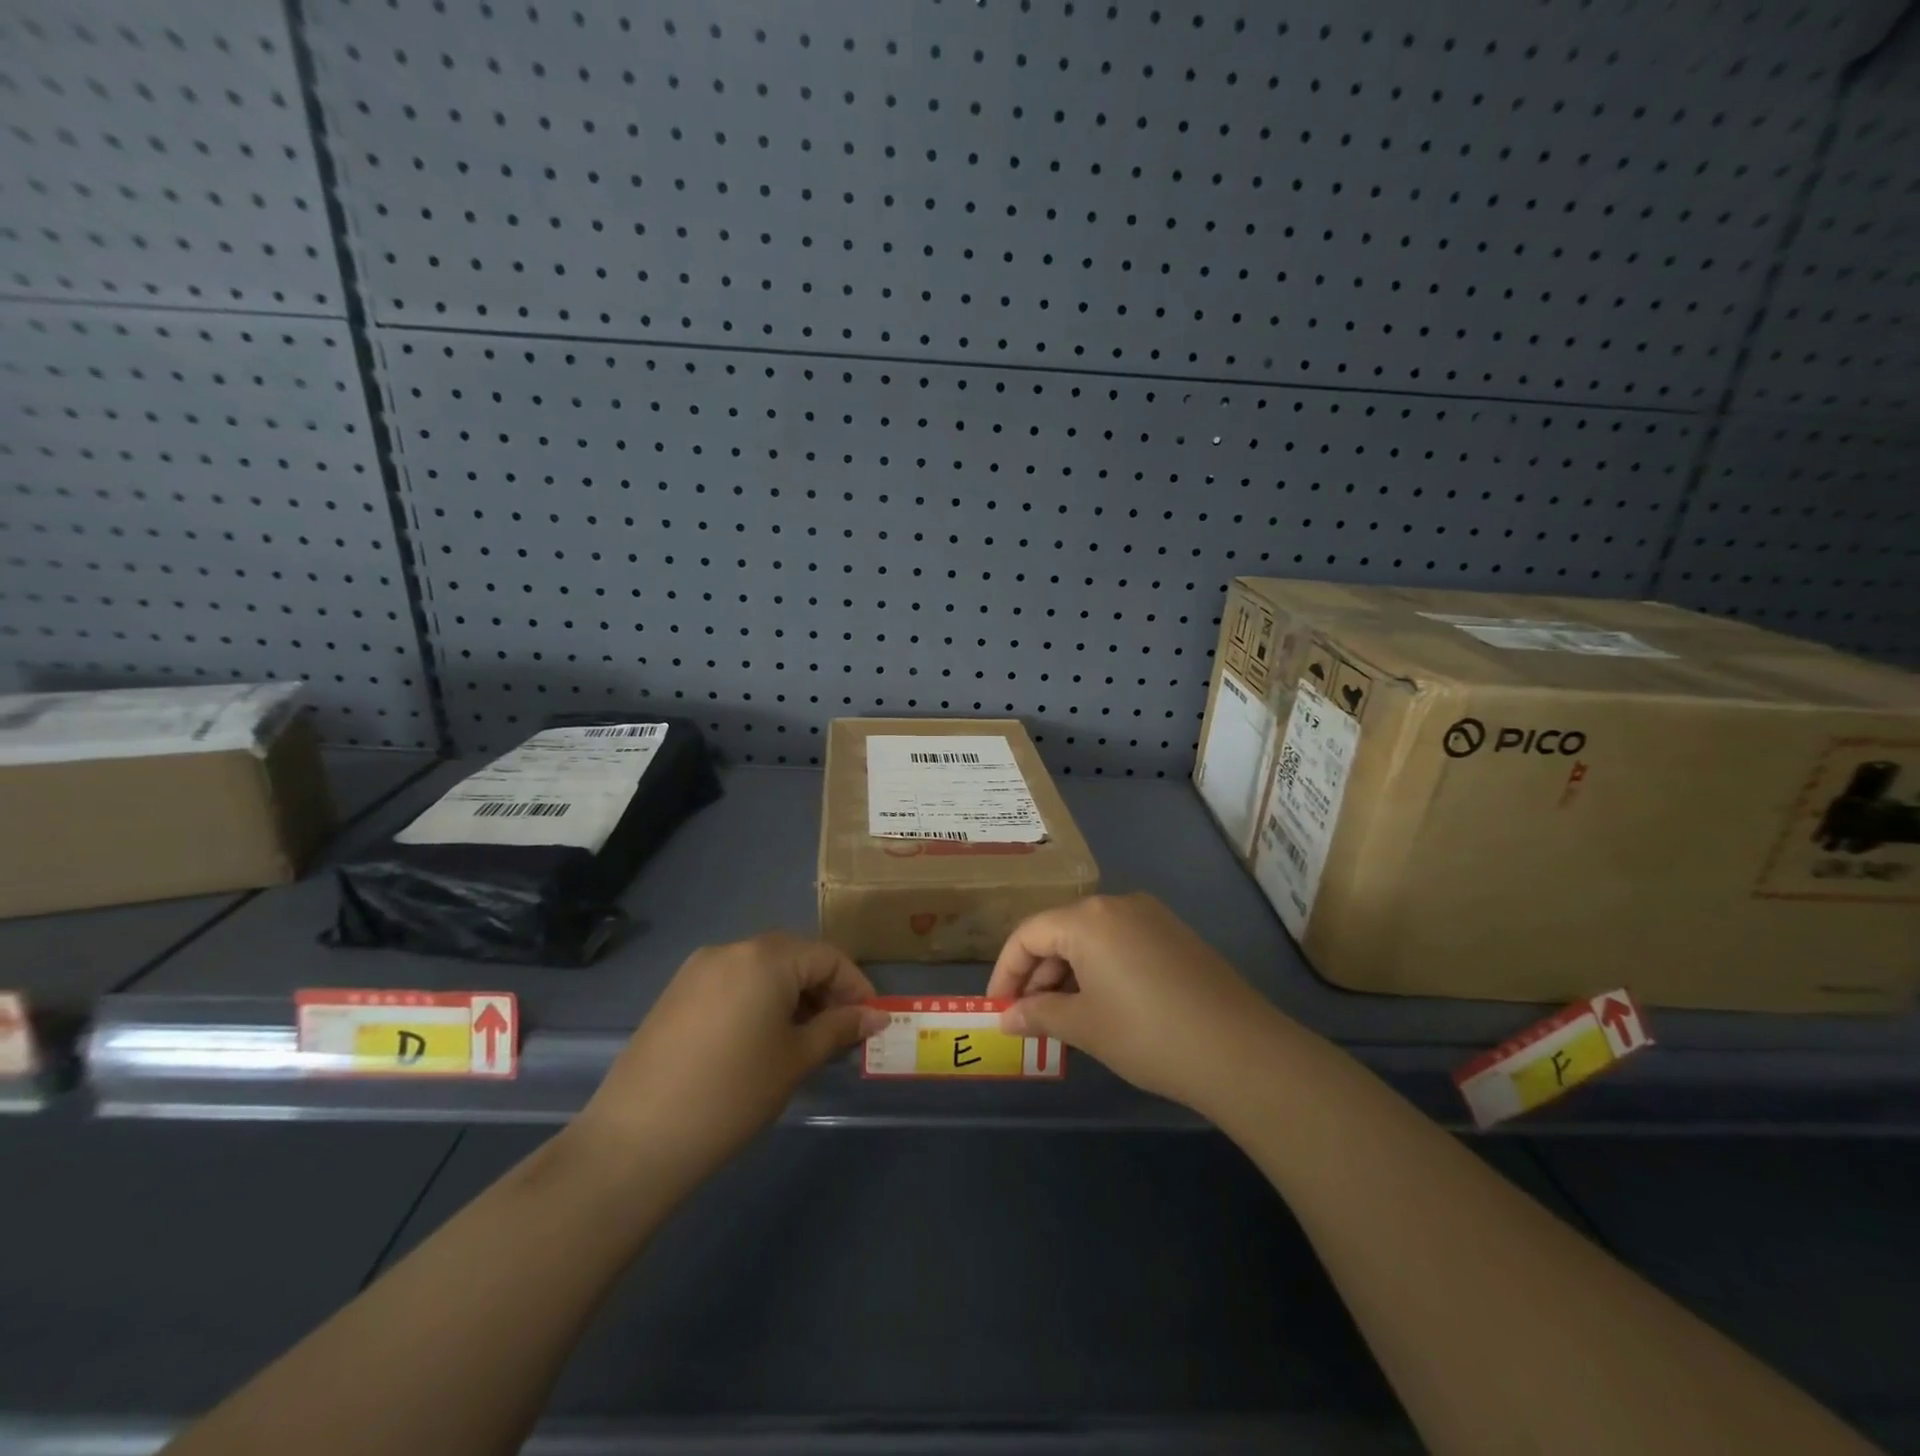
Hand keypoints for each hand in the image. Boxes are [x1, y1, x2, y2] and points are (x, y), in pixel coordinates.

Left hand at [573, 933, 887, 1190]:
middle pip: (794, 956)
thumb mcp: (796, 1060)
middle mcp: (732, 949)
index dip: (856, 986)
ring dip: (791, 994)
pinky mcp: (676, 992)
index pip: (827, 957)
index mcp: (766, 957)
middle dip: (824, 989)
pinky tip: (760, 1039)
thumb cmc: (732, 1094)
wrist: (637, 1139)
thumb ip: (839, 1029)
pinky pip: (732, 982)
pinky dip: (757, 999)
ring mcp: (698, 968)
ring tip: (803, 1039)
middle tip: (840, 1031)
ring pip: (762, 969)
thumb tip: (874, 1016)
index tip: (870, 1021)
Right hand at [986, 894, 1275, 1109]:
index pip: (1029, 934)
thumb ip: (1038, 1015)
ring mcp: (1151, 917)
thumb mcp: (1084, 1026)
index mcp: (1088, 918)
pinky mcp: (1175, 935)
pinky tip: (1102, 1006)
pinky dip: (1100, 970)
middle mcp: (1117, 904)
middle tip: (1030, 1018)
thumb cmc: (1148, 1034)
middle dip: (1038, 974)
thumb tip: (1007, 1017)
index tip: (998, 1008)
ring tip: (1064, 1018)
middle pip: (1060, 932)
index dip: (1006, 971)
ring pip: (1091, 939)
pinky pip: (1121, 944)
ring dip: (1068, 974)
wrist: (1240, 1051)